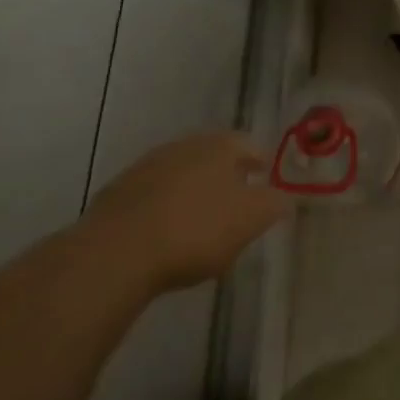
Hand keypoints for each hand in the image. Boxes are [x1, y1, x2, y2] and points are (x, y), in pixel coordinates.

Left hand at [85, 133, 292, 291]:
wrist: (115, 254)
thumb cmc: (195, 230)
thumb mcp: (250, 220)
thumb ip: (274, 204)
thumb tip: (284, 196)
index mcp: (220, 145)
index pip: (250, 146)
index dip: (262, 164)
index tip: (266, 182)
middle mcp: (185, 146)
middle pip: (214, 157)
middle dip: (226, 177)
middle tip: (236, 203)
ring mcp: (146, 167)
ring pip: (181, 176)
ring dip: (192, 193)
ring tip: (199, 223)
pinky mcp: (116, 195)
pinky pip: (152, 198)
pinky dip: (163, 210)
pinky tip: (164, 236)